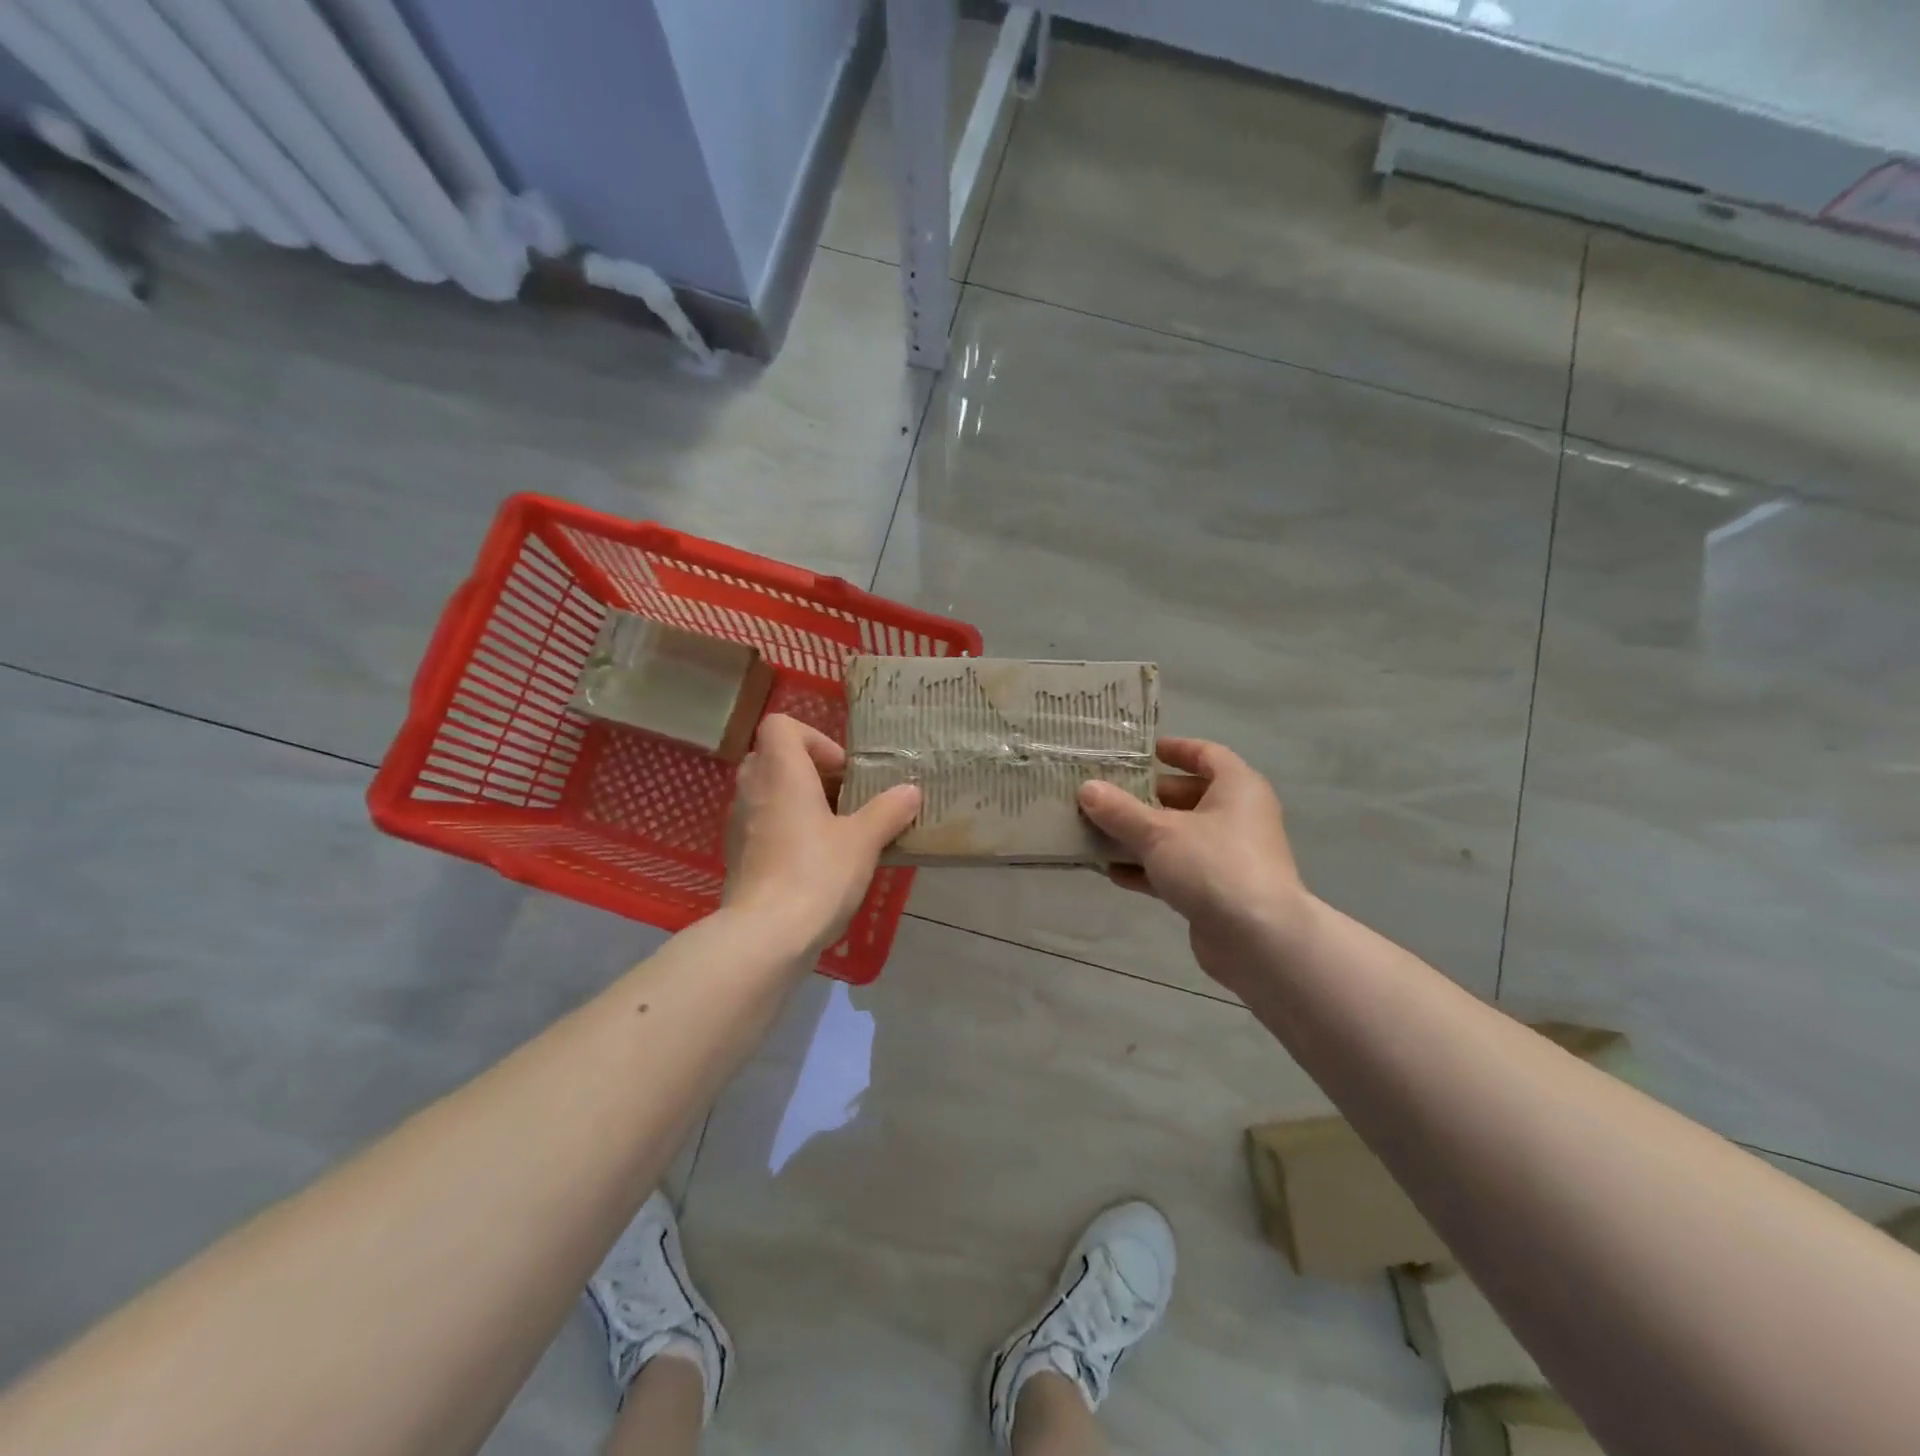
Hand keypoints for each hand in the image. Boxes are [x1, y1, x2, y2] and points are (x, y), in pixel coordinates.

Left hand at [723, 714, 921, 957]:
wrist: (765, 936)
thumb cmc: (816, 873)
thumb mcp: (863, 841)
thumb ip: (888, 811)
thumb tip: (910, 791)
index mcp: (781, 773)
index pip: (780, 725)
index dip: (813, 738)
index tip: (841, 769)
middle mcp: (752, 790)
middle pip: (773, 757)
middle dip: (809, 771)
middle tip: (843, 797)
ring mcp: (739, 824)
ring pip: (767, 793)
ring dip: (798, 801)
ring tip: (834, 830)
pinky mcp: (738, 856)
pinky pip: (762, 824)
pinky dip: (785, 829)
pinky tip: (814, 860)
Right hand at [1078, 738, 1311, 986]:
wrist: (1259, 941)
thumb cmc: (1214, 866)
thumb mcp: (1159, 832)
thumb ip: (1120, 810)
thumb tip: (1086, 788)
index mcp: (1237, 788)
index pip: (1206, 754)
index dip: (1175, 750)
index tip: (1141, 751)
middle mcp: (1238, 817)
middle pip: (1187, 797)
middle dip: (1146, 797)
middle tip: (1105, 794)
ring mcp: (1229, 857)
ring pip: (1179, 836)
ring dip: (1141, 835)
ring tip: (1098, 831)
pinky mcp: (1217, 892)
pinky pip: (1178, 870)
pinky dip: (1149, 869)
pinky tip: (1113, 872)